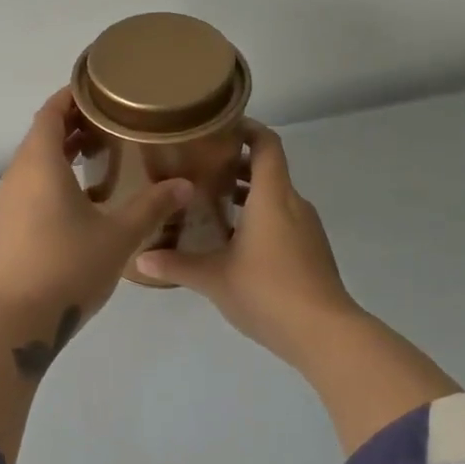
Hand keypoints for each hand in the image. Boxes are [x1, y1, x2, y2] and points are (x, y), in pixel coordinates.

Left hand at [0, 88, 193, 331]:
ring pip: (35, 161)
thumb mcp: (118, 235)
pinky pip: (31, 185)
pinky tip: (84, 197)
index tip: (102, 90)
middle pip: (42, 134)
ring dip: (63, 151)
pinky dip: (55, 176)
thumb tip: (184, 184)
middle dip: (74, 123)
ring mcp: (8, 201)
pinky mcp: (8, 225)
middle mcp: (18, 175)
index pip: (51, 112)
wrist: (16, 320)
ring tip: (103, 154)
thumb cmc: (68, 266)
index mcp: (40, 164)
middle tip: (113, 122)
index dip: (73, 96)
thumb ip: (152, 206)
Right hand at [135, 122, 363, 370]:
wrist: (325, 334)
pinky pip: (283, 219)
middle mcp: (293, 203)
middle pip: (268, 169)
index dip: (246, 129)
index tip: (217, 128)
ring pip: (275, 196)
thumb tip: (139, 260)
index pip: (266, 144)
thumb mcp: (214, 278)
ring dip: (247, 193)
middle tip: (199, 168)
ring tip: (210, 203)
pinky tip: (234, 241)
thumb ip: (176, 265)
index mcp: (273, 196)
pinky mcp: (311, 250)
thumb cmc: (268, 292)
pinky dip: (260, 216)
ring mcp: (306, 228)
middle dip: (236, 164)